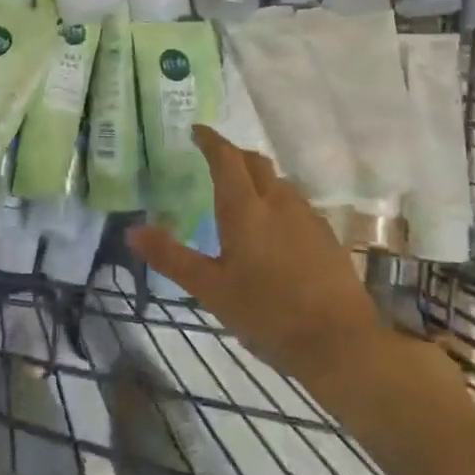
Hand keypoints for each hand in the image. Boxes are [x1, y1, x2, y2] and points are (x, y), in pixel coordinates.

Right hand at [130, 127, 393, 387]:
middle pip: (256, 162)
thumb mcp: (211, 290)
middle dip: (234, 154)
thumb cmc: (268, 314)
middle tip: (215, 159)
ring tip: (242, 195)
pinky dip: (277, 202)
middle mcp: (278, 202)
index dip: (211, 141)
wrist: (341, 344)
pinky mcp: (327, 237)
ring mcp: (307, 218)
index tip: (196, 131)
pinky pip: (296, 205)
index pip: (226, 158)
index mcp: (245, 209)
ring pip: (279, 183)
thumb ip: (172, 257)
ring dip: (258, 178)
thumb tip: (132, 231)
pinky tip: (274, 229)